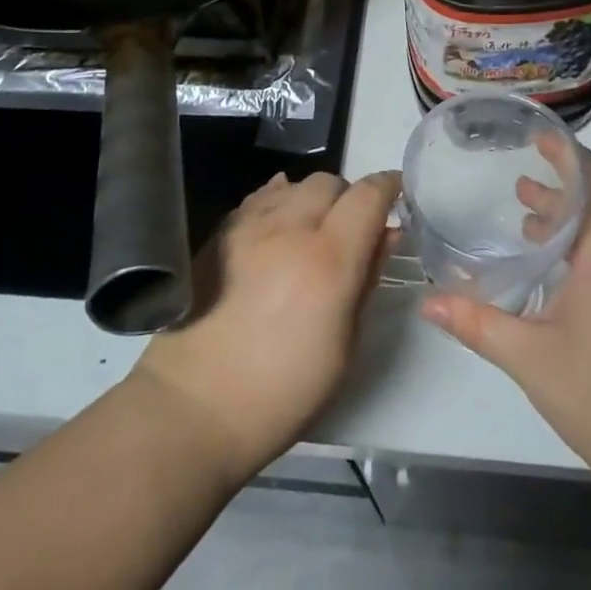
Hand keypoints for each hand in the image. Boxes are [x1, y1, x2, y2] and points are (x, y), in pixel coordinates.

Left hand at [130, 169, 399, 483]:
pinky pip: (259, 198)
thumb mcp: (344, 346)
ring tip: (311, 230)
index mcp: (328, 258)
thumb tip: (385, 236)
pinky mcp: (219, 234)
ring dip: (312, 199)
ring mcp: (248, 227)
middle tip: (350, 228)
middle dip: (348, 197)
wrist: (193, 406)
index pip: (368, 195)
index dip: (388, 187)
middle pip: (330, 182)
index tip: (397, 194)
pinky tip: (278, 225)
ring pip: (293, 184)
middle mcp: (289, 228)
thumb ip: (366, 280)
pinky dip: (278, 201)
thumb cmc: (282, 391)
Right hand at [421, 150, 590, 475]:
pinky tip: (540, 264)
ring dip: (562, 219)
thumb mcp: (526, 355)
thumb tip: (428, 302)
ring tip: (522, 211)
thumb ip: (476, 322)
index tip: (540, 138)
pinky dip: (571, 247)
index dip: (570, 157)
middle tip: (516, 179)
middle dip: (557, 186)